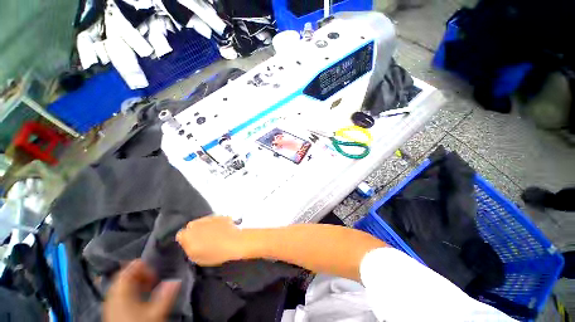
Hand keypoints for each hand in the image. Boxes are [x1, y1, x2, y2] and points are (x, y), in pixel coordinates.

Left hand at [103, 260, 180, 321]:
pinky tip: (139, 298)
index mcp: (121, 291)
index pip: (129, 269)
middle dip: (140, 274)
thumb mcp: (156, 312)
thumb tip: (176, 280)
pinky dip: (130, 292)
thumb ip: (166, 295)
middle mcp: (113, 294)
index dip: (143, 266)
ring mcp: (110, 303)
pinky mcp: (111, 311)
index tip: (155, 271)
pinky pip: (119, 294)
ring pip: (121, 285)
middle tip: (153, 278)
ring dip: (135, 283)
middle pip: (124, 276)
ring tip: (148, 288)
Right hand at [176, 216, 246, 265]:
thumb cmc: (216, 253)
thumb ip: (189, 249)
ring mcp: (208, 218)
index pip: (180, 236)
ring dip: (204, 227)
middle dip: (194, 232)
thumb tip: (188, 244)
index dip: (186, 240)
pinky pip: (212, 220)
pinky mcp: (218, 215)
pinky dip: (214, 223)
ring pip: (201, 222)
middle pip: (191, 227)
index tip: (192, 245)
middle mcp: (196, 224)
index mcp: (188, 235)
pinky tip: (220, 230)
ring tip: (213, 235)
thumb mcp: (197, 258)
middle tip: (202, 240)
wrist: (235, 241)